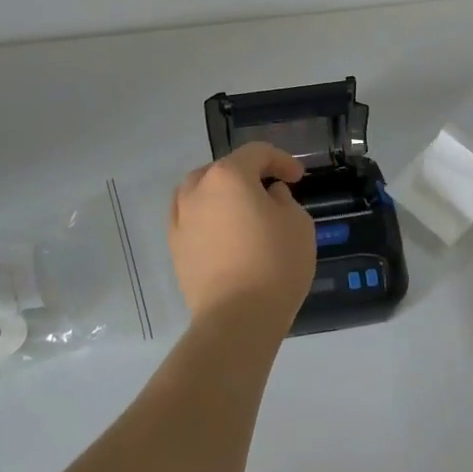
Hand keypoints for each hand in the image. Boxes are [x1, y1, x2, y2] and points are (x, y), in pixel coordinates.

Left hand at [169, 143, 316, 334]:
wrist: (237, 318)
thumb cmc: (275, 264)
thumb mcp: (298, 224)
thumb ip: (284, 200)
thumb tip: (268, 196)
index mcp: (228, 176)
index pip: (256, 153)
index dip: (281, 160)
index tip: (297, 178)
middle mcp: (197, 190)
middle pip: (223, 169)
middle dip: (248, 175)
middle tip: (270, 191)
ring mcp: (180, 219)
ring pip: (200, 192)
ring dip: (222, 194)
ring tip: (242, 210)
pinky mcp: (175, 247)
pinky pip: (191, 219)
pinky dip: (207, 217)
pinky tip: (223, 233)